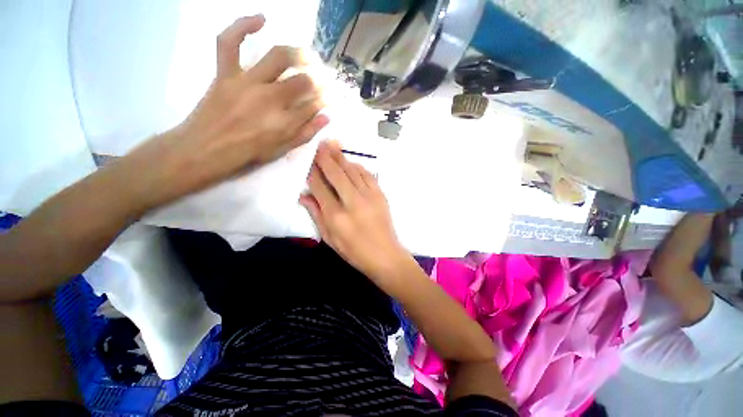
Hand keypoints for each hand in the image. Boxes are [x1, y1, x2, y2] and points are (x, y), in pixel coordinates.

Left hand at [126, 15, 328, 207]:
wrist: (204, 149)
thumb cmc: (247, 154)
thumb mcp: (281, 150)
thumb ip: (305, 133)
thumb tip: (326, 117)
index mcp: (284, 122)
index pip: (314, 105)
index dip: (326, 99)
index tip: (332, 96)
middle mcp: (270, 98)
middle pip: (302, 81)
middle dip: (319, 80)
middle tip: (324, 79)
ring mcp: (246, 82)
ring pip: (277, 57)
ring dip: (299, 54)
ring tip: (309, 56)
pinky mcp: (225, 72)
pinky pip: (230, 41)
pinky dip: (243, 25)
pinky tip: (261, 19)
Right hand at [300, 142, 411, 284]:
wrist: (385, 255)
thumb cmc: (354, 252)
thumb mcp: (330, 238)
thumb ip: (317, 215)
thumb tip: (304, 195)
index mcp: (336, 216)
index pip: (320, 187)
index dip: (313, 173)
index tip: (309, 161)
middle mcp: (352, 202)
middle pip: (336, 174)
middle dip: (326, 157)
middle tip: (320, 144)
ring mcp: (369, 197)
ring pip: (352, 171)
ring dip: (341, 157)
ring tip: (333, 145)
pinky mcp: (381, 195)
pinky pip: (368, 175)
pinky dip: (358, 167)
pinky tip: (351, 162)